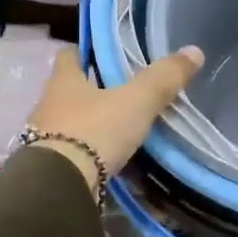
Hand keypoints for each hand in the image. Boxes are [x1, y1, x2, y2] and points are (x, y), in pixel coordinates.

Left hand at [23, 46, 204, 185]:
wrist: (60, 186)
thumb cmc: (94, 131)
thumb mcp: (136, 102)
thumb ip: (162, 79)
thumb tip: (194, 50)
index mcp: (63, 82)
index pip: (68, 56)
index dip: (84, 52)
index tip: (102, 55)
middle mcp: (48, 106)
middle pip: (68, 91)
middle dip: (90, 91)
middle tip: (121, 93)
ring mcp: (43, 139)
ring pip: (68, 124)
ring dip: (88, 125)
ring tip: (118, 129)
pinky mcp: (48, 168)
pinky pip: (71, 155)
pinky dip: (88, 155)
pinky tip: (107, 161)